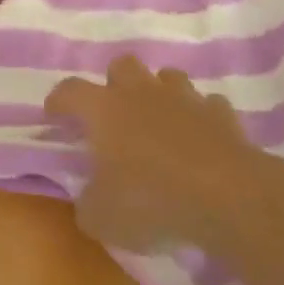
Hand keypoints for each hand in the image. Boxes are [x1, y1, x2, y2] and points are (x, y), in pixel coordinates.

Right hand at [47, 57, 283, 252]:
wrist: (228, 197)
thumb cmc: (152, 201)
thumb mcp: (103, 218)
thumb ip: (88, 204)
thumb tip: (88, 200)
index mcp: (104, 109)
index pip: (70, 91)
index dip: (59, 101)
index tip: (54, 116)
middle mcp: (141, 93)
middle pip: (121, 65)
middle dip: (115, 84)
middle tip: (115, 115)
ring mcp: (185, 99)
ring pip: (167, 77)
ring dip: (160, 94)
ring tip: (160, 123)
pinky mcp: (222, 114)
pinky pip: (207, 106)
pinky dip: (201, 119)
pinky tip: (201, 140)